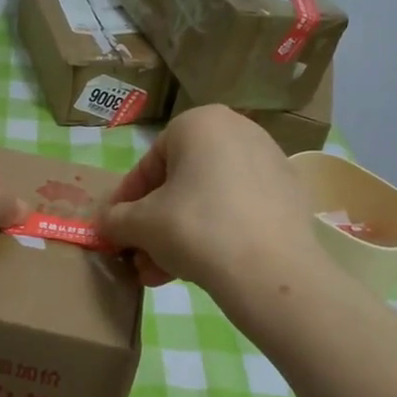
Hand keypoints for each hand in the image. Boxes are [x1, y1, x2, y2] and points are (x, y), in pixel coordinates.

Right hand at [102, 106, 319, 293]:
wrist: (270, 269)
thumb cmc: (195, 228)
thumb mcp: (139, 224)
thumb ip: (115, 219)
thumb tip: (108, 224)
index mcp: (200, 123)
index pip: (149, 164)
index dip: (126, 200)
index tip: (116, 229)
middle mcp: (238, 131)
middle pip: (181, 183)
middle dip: (154, 224)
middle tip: (139, 256)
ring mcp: (269, 163)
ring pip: (208, 200)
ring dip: (178, 236)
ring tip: (161, 274)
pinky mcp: (289, 197)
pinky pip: (238, 211)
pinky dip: (215, 235)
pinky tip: (198, 270)